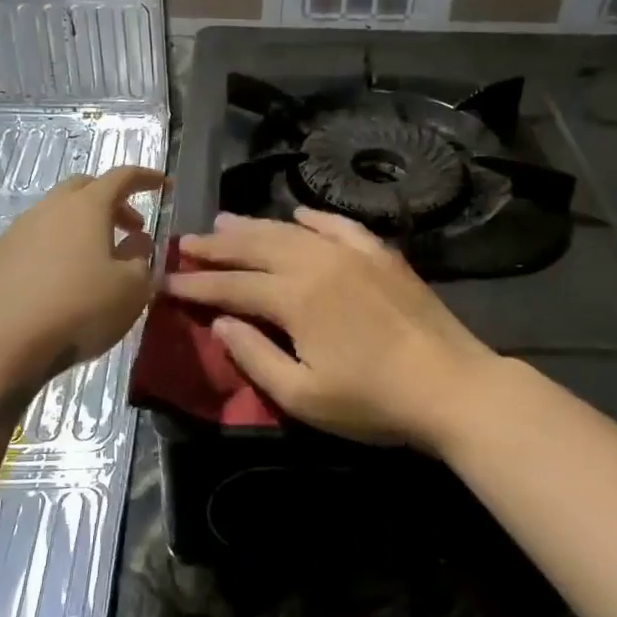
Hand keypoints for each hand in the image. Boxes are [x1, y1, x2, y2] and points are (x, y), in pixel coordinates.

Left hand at [0, 164, 166, 387]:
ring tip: (96, 261)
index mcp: (87, 207)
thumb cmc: (77, 309)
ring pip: (56, 215)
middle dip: (112, 201)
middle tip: (130, 228)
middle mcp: (49, 208)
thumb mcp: (131, 289)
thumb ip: (140, 259)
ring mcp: (17, 231)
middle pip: (84, 188)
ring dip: (81, 228)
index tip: (164, 185)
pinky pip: (34, 241)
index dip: (146, 178)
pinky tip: (60, 283)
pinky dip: (55, 250)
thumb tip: (137, 241)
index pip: (122, 177)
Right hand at [164, 208, 498, 448]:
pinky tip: (298, 214)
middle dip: (217, 246)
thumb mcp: (302, 396)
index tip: (166, 281)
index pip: (232, 285)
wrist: (451, 386)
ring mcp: (352, 253)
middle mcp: (317, 262)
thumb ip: (254, 356)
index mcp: (294, 297)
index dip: (196, 284)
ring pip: (291, 230)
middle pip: (256, 247)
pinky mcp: (381, 255)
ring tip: (224, 222)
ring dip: (254, 226)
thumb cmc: (373, 401)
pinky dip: (314, 218)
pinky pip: (339, 226)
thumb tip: (221, 321)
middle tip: (186, 243)